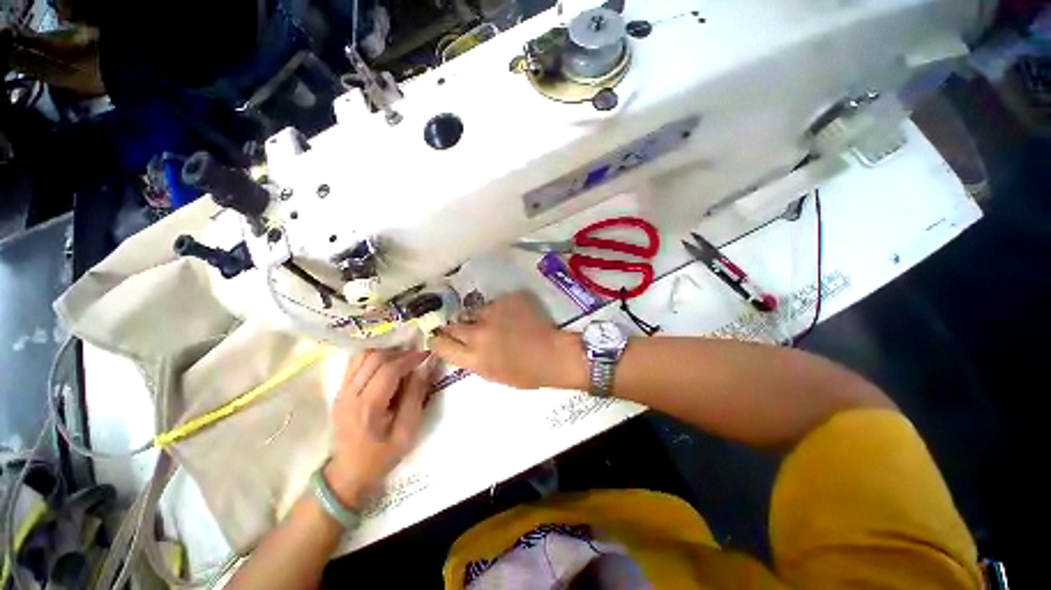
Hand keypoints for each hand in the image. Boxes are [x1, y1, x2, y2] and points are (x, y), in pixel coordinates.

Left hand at [326, 350, 433, 507]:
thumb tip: (425, 367)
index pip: (388, 370)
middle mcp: (350, 395)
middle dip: (399, 353)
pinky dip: (374, 358)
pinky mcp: (339, 391)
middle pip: (373, 358)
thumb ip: (416, 396)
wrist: (347, 473)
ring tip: (402, 361)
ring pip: (362, 356)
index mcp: (368, 408)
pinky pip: (356, 363)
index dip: (410, 358)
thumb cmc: (381, 455)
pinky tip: (387, 365)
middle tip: (416, 358)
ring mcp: (341, 392)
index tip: (426, 355)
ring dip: (385, 353)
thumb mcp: (407, 431)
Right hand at [429, 291, 586, 389]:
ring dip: (480, 317)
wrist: (553, 353)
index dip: (438, 341)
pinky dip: (500, 309)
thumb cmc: (528, 373)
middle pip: (452, 325)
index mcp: (474, 357)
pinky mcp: (506, 300)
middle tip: (465, 328)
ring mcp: (492, 313)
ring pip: (475, 311)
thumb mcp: (494, 374)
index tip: (439, 338)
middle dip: (455, 327)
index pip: (441, 345)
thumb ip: (475, 359)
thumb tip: (465, 347)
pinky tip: (513, 316)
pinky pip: (495, 303)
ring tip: (496, 322)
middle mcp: (478, 333)